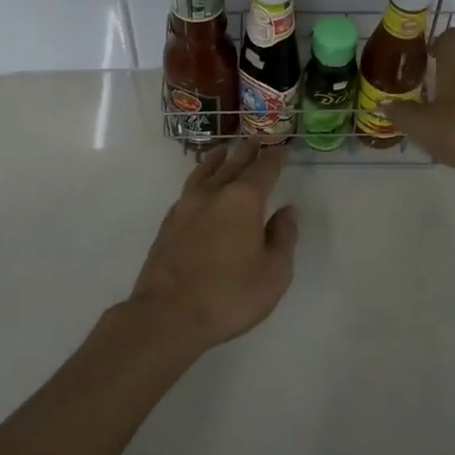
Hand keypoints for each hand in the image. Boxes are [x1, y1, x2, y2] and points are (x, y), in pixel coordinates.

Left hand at [127, 142, 299, 353]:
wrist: (167, 315)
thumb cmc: (229, 295)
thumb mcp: (274, 273)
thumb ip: (283, 237)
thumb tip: (287, 211)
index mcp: (243, 199)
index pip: (264, 169)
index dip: (275, 157)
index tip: (282, 146)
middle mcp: (214, 193)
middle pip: (234, 163)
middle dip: (248, 151)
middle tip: (257, 139)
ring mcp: (187, 205)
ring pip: (205, 170)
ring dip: (219, 158)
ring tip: (225, 150)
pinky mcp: (169, 222)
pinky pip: (189, 187)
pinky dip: (199, 177)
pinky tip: (199, 184)